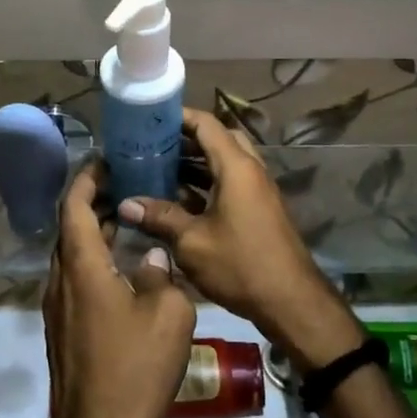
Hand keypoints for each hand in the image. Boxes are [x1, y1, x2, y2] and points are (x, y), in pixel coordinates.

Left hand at [43, 165, 196, 417]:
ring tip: (128, 220)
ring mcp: (57, 307)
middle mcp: (60, 280)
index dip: (87, 178)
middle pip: (69, 227)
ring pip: (71, 255)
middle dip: (93, 201)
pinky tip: (124, 269)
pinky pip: (75, 280)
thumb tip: (151, 258)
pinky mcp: (62, 330)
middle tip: (127, 185)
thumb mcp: (168, 314)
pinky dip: (94, 260)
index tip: (108, 160)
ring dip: (94, 233)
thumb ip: (161, 274)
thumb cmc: (134, 369)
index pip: (73, 205)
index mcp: (81, 267)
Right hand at [117, 110, 361, 370]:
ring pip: (225, 162)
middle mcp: (251, 170)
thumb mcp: (192, 242)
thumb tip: (125, 204)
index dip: (178, 116)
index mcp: (237, 167)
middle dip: (186, 139)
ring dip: (196, 163)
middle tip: (153, 146)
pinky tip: (180, 200)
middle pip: (218, 139)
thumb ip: (160, 217)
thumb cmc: (240, 264)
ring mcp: (258, 190)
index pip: (207, 124)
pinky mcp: (259, 209)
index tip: (150, 118)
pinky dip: (207, 183)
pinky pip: (231, 182)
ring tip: (159, 169)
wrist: (291, 301)